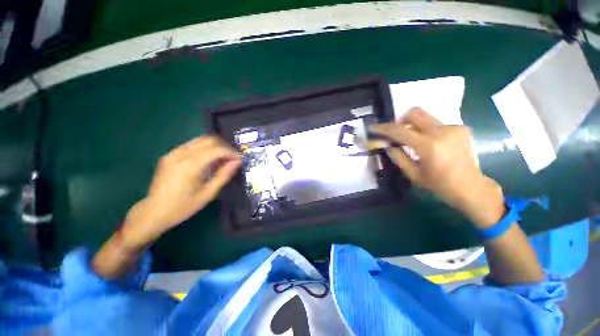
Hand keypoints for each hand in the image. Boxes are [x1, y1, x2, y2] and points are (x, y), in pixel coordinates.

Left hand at [122, 136, 240, 247]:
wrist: (154, 212)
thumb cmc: (183, 206)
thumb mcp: (208, 193)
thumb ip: (224, 175)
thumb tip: (237, 162)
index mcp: (190, 165)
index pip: (216, 150)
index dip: (231, 152)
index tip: (239, 159)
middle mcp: (180, 154)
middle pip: (208, 140)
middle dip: (224, 147)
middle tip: (232, 158)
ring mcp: (173, 153)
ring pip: (200, 140)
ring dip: (215, 146)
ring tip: (222, 159)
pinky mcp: (169, 155)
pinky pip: (192, 145)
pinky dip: (205, 148)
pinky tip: (208, 160)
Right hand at [371, 108, 504, 227]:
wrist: (470, 187)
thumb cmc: (438, 184)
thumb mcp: (413, 174)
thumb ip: (398, 157)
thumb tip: (387, 145)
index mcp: (428, 145)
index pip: (400, 130)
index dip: (384, 128)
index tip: (374, 128)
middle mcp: (442, 131)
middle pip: (415, 113)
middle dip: (401, 120)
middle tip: (396, 132)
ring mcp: (453, 127)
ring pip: (426, 117)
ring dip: (415, 126)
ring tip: (414, 141)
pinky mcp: (461, 128)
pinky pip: (437, 124)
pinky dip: (428, 131)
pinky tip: (431, 144)